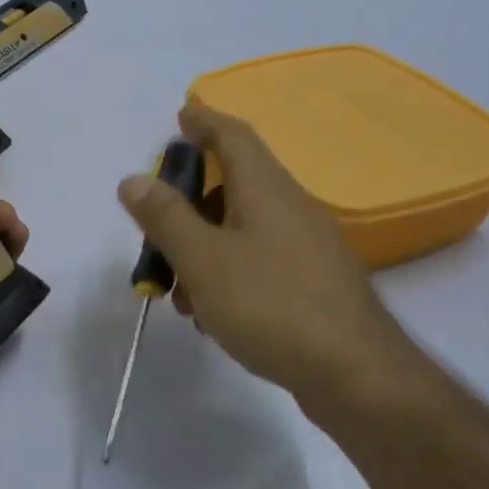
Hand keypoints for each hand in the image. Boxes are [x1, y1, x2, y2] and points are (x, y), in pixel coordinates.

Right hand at [116, 103, 437, 429]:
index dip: (205, 121)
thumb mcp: (203, 259)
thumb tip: (134, 179)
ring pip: (243, 231)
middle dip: (189, 205)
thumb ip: (166, 218)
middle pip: (233, 187)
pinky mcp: (315, 284)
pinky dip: (229, 275)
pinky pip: (261, 263)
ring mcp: (308, 248)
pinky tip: (213, 315)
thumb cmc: (270, 304)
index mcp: (265, 189)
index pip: (233, 136)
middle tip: (156, 231)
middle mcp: (291, 208)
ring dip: (205, 250)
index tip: (181, 115)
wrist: (354, 373)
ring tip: (178, 292)